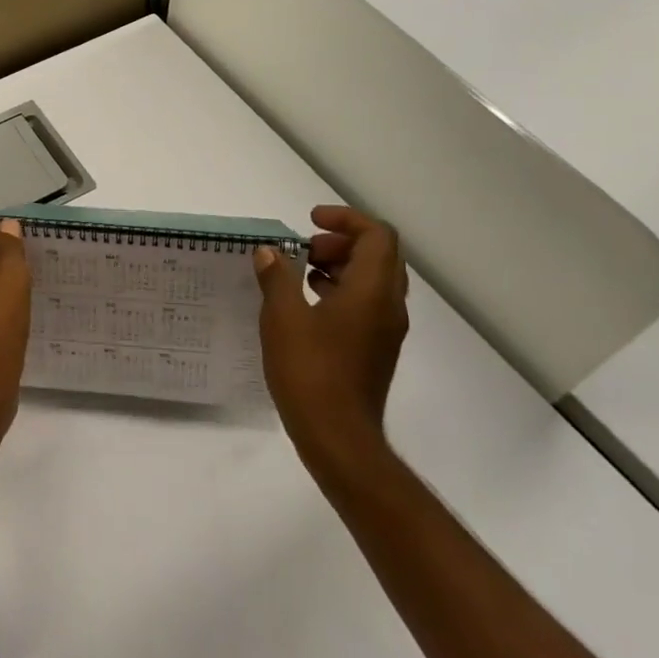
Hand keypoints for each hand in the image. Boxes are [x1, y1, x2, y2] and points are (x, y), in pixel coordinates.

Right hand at [254, 205, 409, 473]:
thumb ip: (277, 278)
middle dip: (342, 241)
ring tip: (302, 272)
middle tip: (305, 248)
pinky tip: (308, 305)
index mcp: (372, 291)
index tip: (311, 220)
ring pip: (374, 280)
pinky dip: (342, 291)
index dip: (346, 219)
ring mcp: (385, 331)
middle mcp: (388, 306)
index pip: (377, 235)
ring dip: (342, 266)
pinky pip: (367, 304)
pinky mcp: (376, 350)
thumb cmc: (310, 371)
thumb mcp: (283, 317)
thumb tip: (270, 253)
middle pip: (379, 255)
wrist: (338, 438)